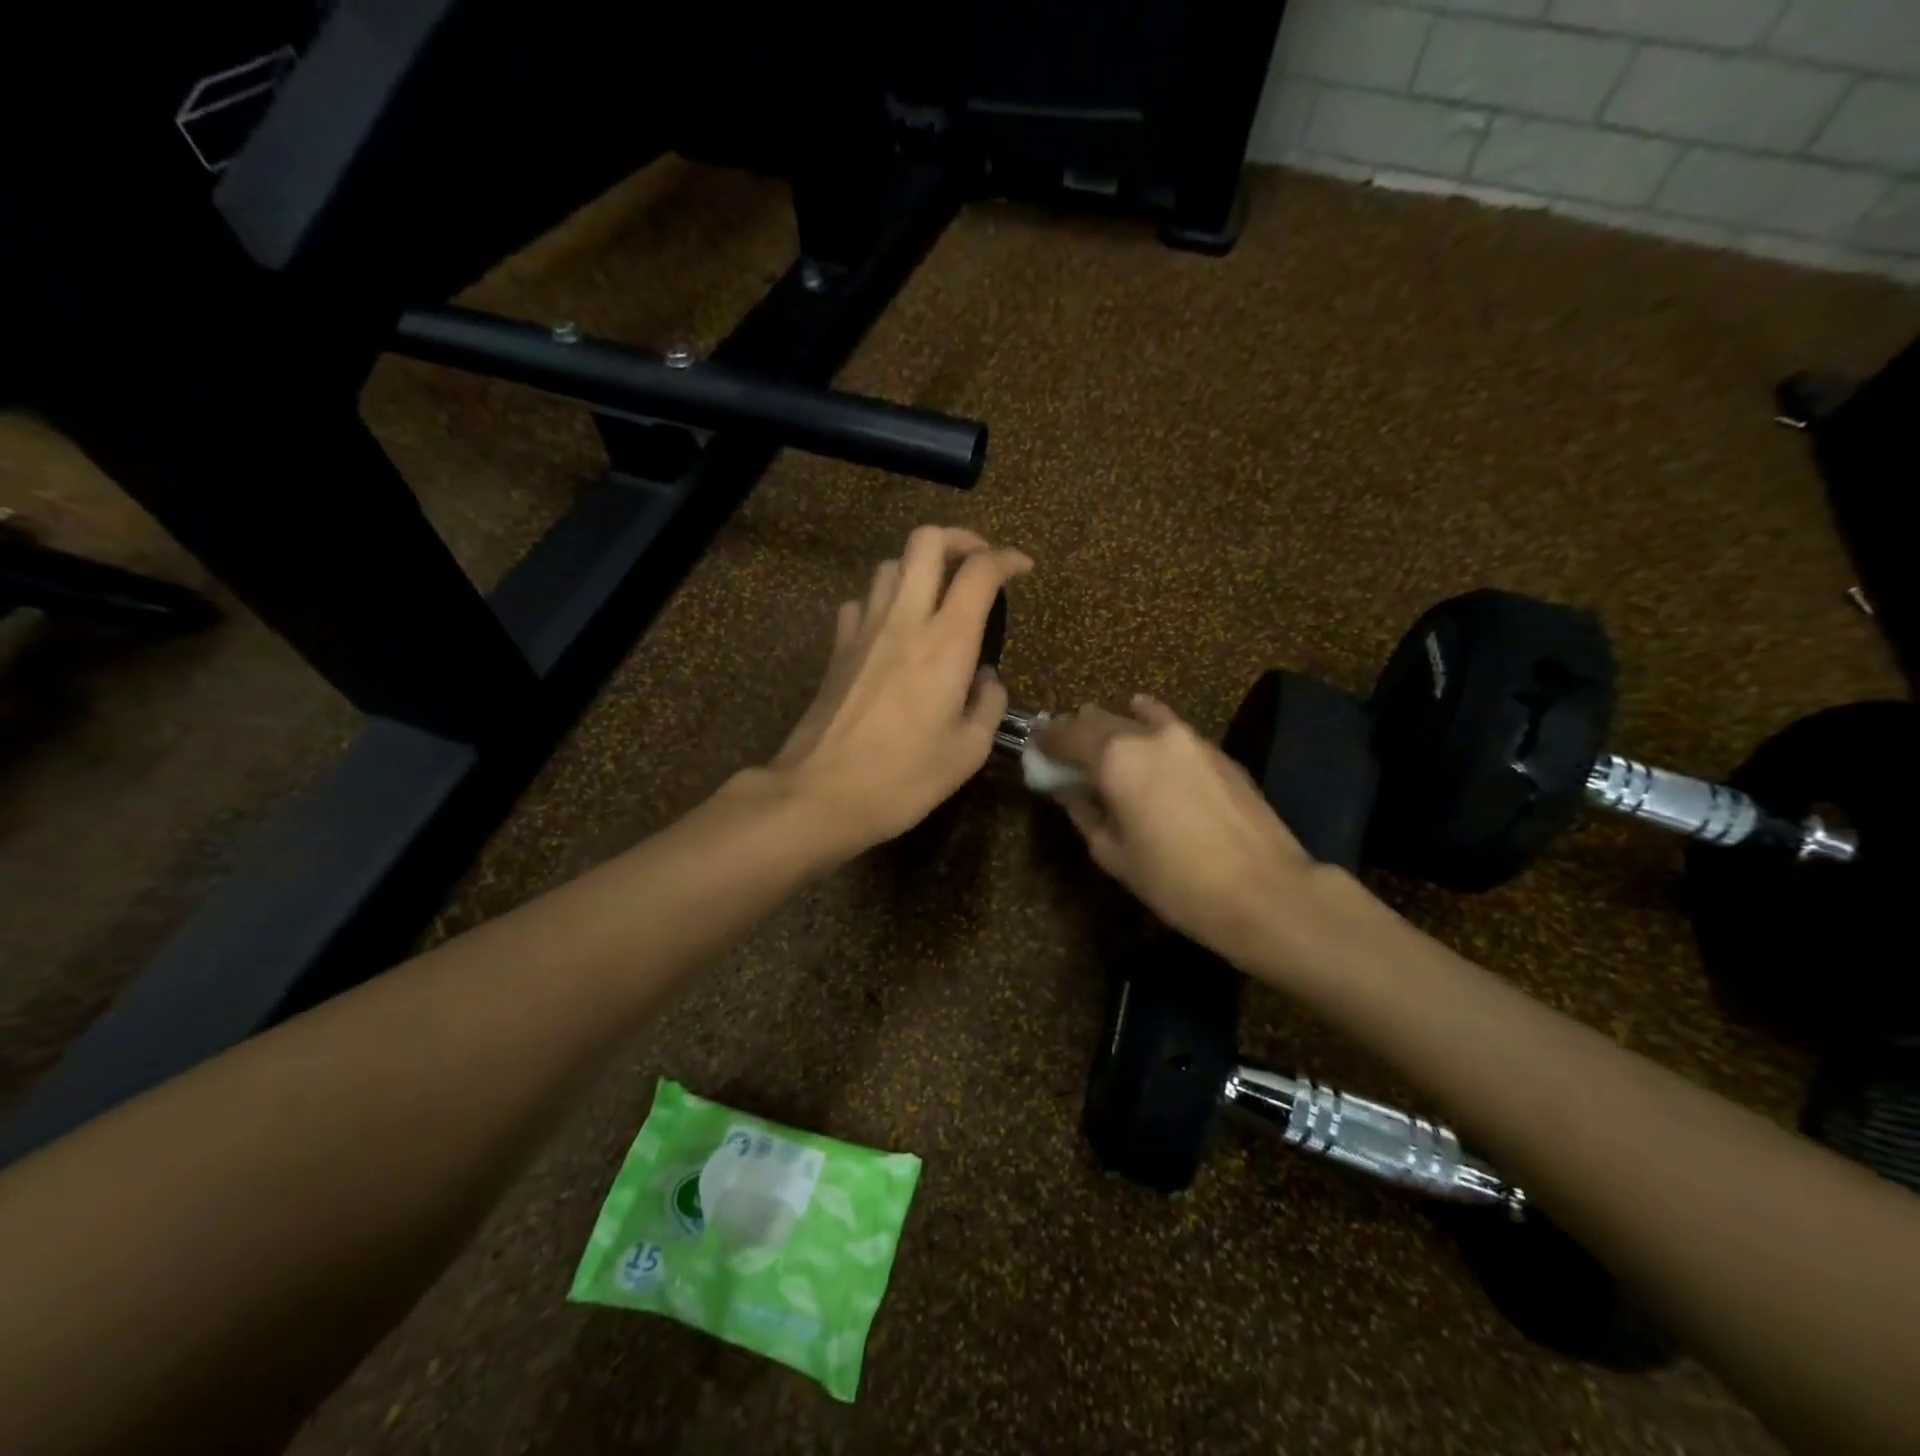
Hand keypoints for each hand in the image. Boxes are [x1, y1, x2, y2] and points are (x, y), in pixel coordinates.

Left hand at [768, 526, 1031, 851]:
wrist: (821, 794)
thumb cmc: (904, 778)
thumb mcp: (968, 751)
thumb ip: (988, 705)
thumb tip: (986, 679)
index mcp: (946, 641)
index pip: (979, 571)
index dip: (1007, 558)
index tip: (1023, 569)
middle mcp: (904, 620)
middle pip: (925, 542)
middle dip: (958, 539)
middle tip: (977, 562)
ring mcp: (863, 630)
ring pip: (889, 565)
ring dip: (918, 569)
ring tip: (935, 597)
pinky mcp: (837, 649)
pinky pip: (861, 603)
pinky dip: (882, 603)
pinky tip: (891, 631)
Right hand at [1036, 696, 1324, 967]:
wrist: (1264, 891)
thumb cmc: (1176, 881)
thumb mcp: (1114, 855)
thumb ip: (1086, 814)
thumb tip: (1072, 793)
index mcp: (1115, 758)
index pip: (1067, 735)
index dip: (1047, 740)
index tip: (1035, 744)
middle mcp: (1148, 735)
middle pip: (1100, 720)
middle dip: (1077, 730)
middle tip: (1065, 748)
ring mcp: (1187, 738)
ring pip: (1137, 718)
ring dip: (1114, 725)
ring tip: (1103, 738)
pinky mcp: (1216, 751)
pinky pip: (1171, 726)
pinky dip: (1150, 723)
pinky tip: (1146, 722)